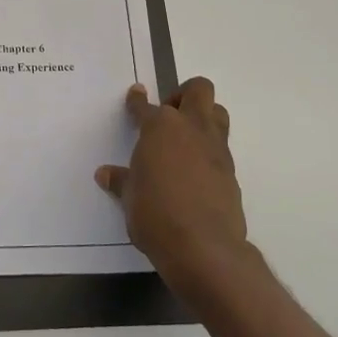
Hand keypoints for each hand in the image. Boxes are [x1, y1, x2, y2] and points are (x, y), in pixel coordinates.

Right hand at [96, 78, 261, 309]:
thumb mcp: (129, 197)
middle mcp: (191, 129)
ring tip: (184, 139)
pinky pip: (221, 147)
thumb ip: (121, 180)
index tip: (135, 94)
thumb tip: (106, 174)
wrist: (203, 246)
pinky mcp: (231, 171)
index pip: (145, 106)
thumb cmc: (154, 214)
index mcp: (160, 128)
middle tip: (168, 115)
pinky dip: (208, 150)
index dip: (137, 100)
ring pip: (217, 113)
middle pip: (198, 90)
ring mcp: (216, 149)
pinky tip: (194, 171)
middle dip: (183, 95)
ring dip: (203, 116)